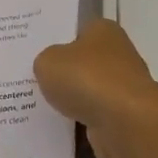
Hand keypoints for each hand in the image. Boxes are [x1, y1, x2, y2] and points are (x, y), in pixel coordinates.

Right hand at [34, 20, 157, 157]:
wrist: (125, 123)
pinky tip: (57, 127)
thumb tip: (51, 69)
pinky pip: (92, 117)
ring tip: (40, 108)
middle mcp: (118, 55)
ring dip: (71, 101)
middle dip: (63, 73)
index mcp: (103, 30)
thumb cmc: (87, 79)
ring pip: (87, 92)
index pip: (77, 30)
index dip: (56, 41)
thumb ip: (45, 61)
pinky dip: (79, 122)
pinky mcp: (124, 117)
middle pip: (82, 63)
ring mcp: (123, 88)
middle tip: (32, 82)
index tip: (36, 55)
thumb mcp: (48, 62)